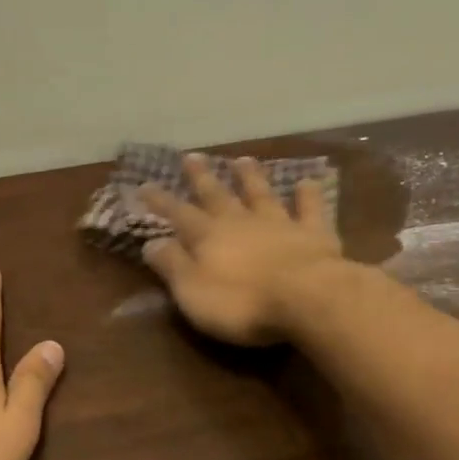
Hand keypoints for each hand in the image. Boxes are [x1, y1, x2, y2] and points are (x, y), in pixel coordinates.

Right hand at [139, 155, 343, 345]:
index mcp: (208, 237)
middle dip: (202, 177)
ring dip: (250, 177)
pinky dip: (308, 194)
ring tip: (242, 159)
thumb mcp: (192, 292)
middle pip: (217, 195)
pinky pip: (310, 208)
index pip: (178, 214)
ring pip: (261, 194)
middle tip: (191, 156)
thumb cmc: (242, 303)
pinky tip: (308, 180)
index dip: (160, 201)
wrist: (307, 299)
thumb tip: (150, 243)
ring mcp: (279, 224)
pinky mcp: (314, 234)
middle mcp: (240, 222)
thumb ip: (172, 265)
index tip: (144, 184)